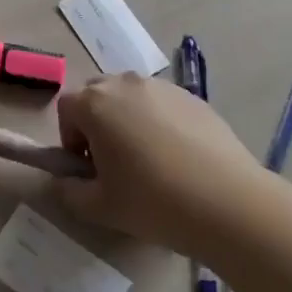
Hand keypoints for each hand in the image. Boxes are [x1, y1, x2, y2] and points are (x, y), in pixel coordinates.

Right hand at [54, 73, 263, 254]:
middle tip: (114, 162)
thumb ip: (69, 191)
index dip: (70, 138)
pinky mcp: (192, 96)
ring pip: (131, 96)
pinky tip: (178, 157)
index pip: (67, 109)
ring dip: (128, 119)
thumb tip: (63, 180)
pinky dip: (159, 121)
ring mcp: (161, 86)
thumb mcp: (100, 207)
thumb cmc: (153, 201)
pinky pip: (162, 103)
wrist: (227, 202)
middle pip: (97, 95)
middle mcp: (125, 83)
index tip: (89, 168)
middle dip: (97, 123)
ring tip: (149, 160)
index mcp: (96, 104)